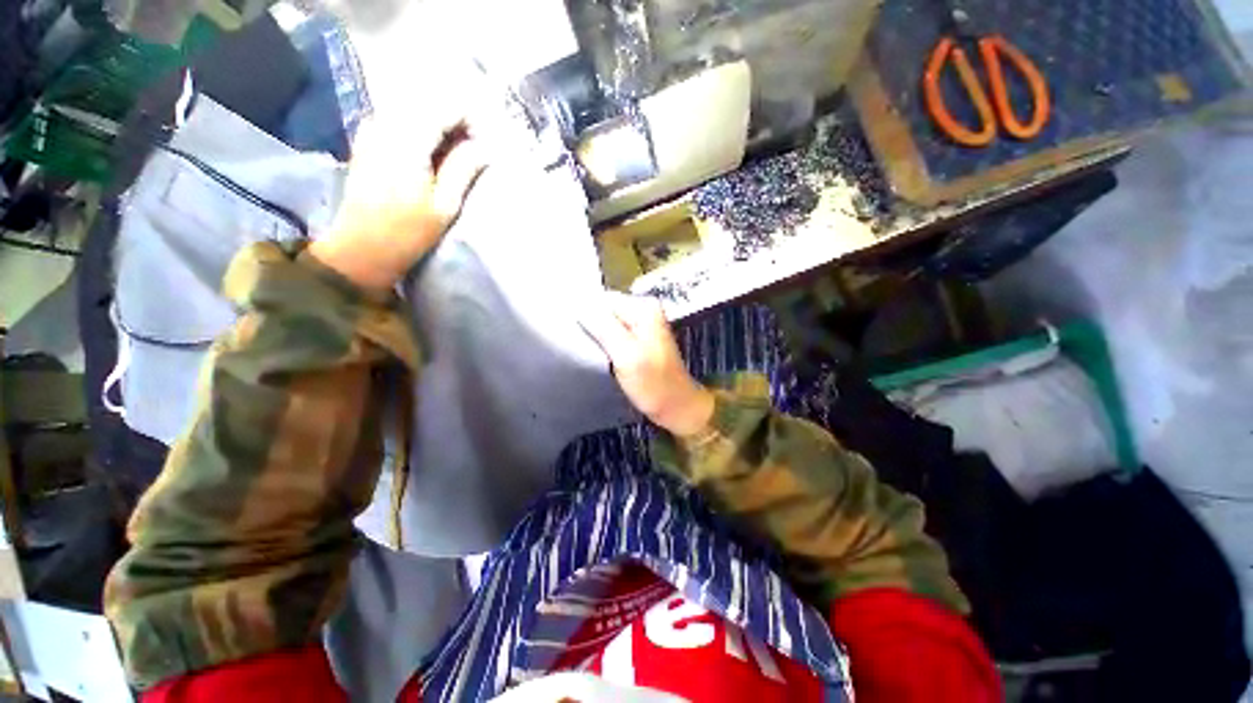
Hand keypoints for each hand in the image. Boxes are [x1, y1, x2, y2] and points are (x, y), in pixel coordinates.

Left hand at [309, 114, 486, 292]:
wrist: (362, 246)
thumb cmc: (408, 232)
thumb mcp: (445, 205)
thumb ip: (463, 169)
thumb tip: (485, 148)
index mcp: (408, 141)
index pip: (445, 106)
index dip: (471, 119)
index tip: (485, 144)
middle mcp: (386, 124)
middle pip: (429, 102)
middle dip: (456, 120)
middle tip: (474, 150)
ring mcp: (372, 129)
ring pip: (414, 108)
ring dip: (439, 124)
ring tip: (456, 153)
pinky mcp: (367, 139)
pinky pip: (400, 119)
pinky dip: (421, 128)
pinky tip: (431, 152)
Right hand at [580, 293, 714, 437]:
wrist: (676, 406)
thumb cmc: (653, 383)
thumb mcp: (626, 354)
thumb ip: (603, 327)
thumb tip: (578, 306)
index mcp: (643, 307)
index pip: (602, 300)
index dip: (586, 316)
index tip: (577, 337)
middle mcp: (643, 310)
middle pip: (604, 310)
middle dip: (592, 327)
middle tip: (585, 349)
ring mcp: (641, 325)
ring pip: (606, 324)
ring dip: (597, 338)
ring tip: (593, 355)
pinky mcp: (638, 340)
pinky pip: (613, 335)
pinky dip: (605, 345)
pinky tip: (602, 358)